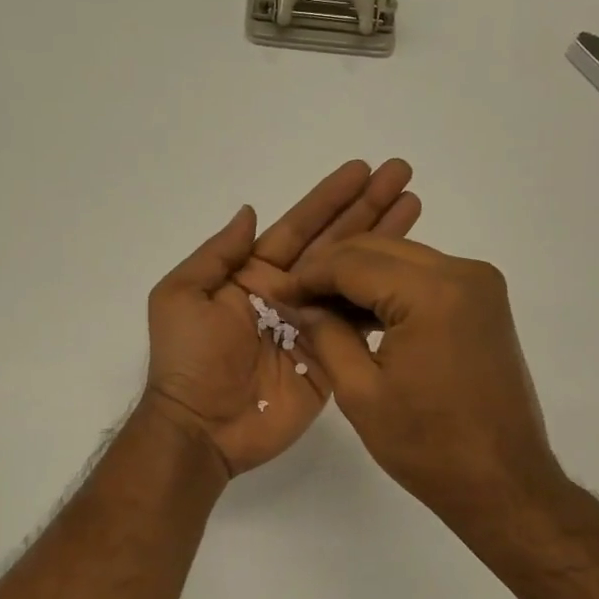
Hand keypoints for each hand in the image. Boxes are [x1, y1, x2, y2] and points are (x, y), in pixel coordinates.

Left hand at [143, 161, 419, 476]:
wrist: (202, 428)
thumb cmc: (188, 359)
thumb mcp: (182, 296)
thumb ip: (217, 254)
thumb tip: (251, 211)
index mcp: (253, 274)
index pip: (299, 227)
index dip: (329, 198)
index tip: (362, 169)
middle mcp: (288, 293)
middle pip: (335, 244)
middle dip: (367, 209)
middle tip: (401, 174)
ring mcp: (313, 326)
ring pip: (355, 277)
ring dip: (385, 243)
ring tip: (416, 206)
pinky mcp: (332, 359)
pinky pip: (360, 323)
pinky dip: (384, 297)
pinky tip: (411, 271)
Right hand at [288, 236, 563, 532]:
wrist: (503, 481)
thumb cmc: (428, 445)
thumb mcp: (360, 391)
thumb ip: (326, 334)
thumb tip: (301, 303)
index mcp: (432, 293)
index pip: (353, 263)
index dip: (309, 275)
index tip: (277, 292)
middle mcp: (463, 272)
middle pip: (380, 250)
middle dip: (332, 269)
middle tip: (296, 298)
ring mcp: (480, 284)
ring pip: (402, 258)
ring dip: (361, 276)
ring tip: (322, 308)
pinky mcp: (485, 301)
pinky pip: (426, 277)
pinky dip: (391, 288)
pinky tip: (362, 314)